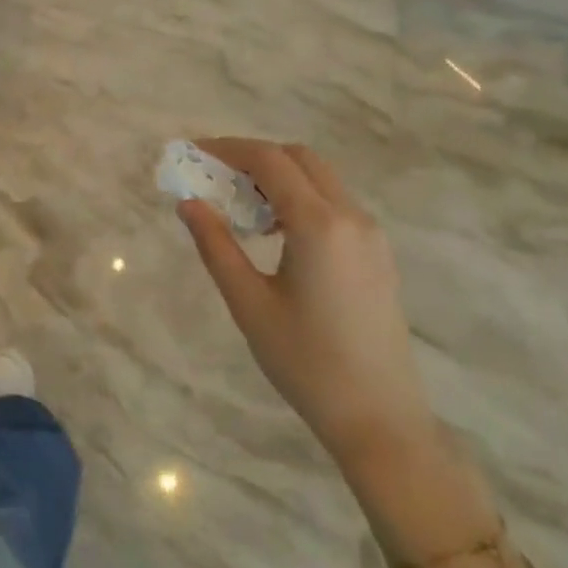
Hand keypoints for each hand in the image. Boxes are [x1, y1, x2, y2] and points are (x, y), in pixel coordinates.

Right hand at [178, 139, 433, 473]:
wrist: (379, 418)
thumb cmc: (305, 361)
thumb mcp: (248, 302)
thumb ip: (215, 245)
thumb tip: (188, 202)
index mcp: (319, 224)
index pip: (269, 161)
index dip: (228, 149)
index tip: (194, 153)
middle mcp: (351, 217)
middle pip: (299, 158)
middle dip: (254, 157)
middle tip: (214, 176)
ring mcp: (371, 234)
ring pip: (320, 178)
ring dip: (278, 177)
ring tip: (240, 206)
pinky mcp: (377, 253)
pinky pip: (335, 203)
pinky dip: (300, 197)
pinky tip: (275, 232)